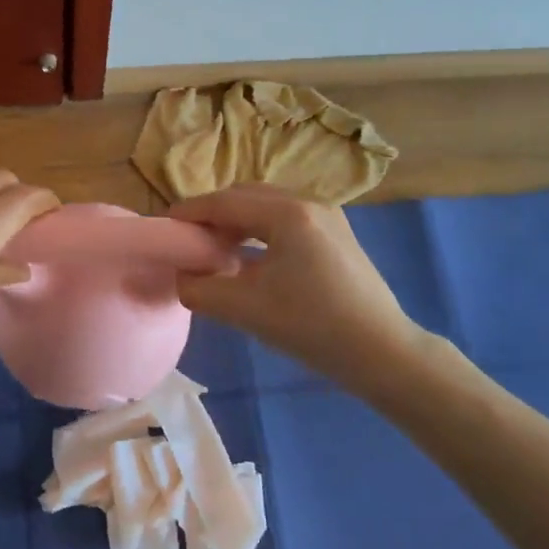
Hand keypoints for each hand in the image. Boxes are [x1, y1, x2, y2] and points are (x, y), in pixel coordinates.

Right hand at [170, 185, 428, 381]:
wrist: (383, 353)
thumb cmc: (312, 327)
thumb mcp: (246, 309)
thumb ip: (200, 290)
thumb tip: (182, 276)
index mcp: (287, 213)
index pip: (225, 202)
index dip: (190, 212)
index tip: (165, 226)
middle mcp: (308, 202)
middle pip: (246, 195)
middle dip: (213, 213)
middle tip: (189, 239)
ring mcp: (328, 216)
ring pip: (268, 204)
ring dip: (237, 220)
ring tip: (216, 248)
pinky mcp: (337, 233)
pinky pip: (286, 218)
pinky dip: (260, 228)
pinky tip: (251, 257)